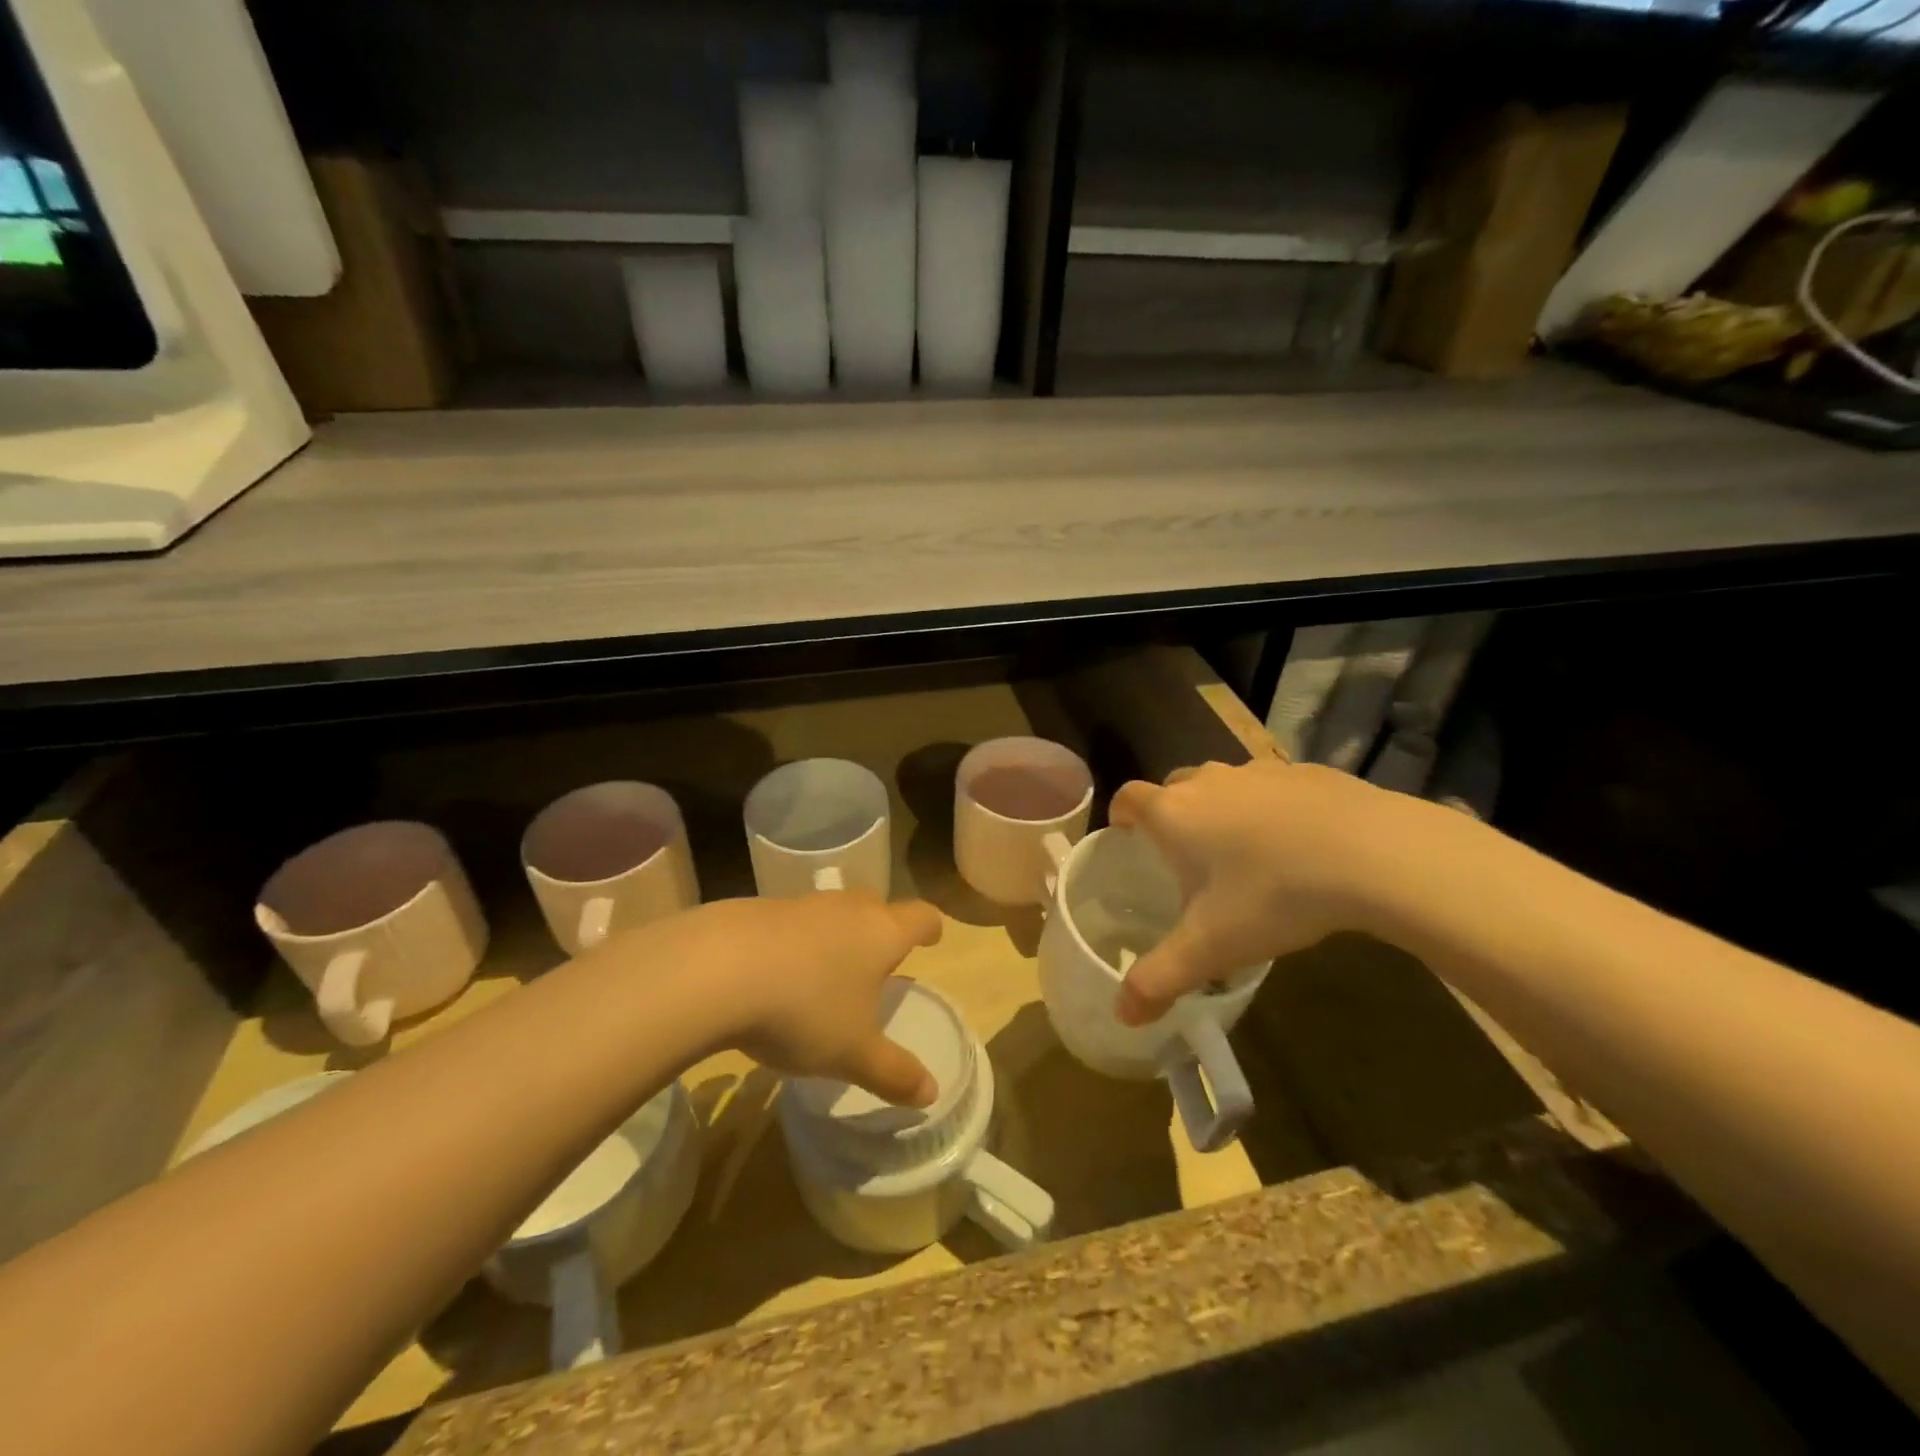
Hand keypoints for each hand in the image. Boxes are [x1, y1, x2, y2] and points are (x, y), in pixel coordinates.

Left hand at [695, 894, 944, 1106]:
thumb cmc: (804, 1010)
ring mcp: (802, 904)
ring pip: (833, 912)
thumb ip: (893, 1072)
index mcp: (882, 933)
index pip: (921, 916)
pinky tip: (777, 973)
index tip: (933, 937)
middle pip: (877, 906)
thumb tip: (931, 1094)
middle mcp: (847, 909)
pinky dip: (796, 942)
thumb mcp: (852, 1054)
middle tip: (881, 958)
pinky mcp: (760, 909)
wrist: (716, 969)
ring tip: (828, 971)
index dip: (931, 927)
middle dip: (883, 928)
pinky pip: (792, 922)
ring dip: (837, 935)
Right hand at [1107, 759, 1403, 1025]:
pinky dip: (1273, 807)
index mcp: (1175, 813)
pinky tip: (1301, 844)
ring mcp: (1261, 771)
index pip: (1129, 797)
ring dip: (1223, 809)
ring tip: (1246, 853)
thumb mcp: (1212, 947)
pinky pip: (1275, 786)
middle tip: (1187, 856)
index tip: (1126, 836)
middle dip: (1173, 813)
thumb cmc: (1274, 895)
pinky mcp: (1309, 772)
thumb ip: (1160, 979)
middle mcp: (1210, 781)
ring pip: (1226, 784)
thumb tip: (1122, 1016)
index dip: (1121, 814)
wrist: (1374, 853)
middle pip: (1176, 786)